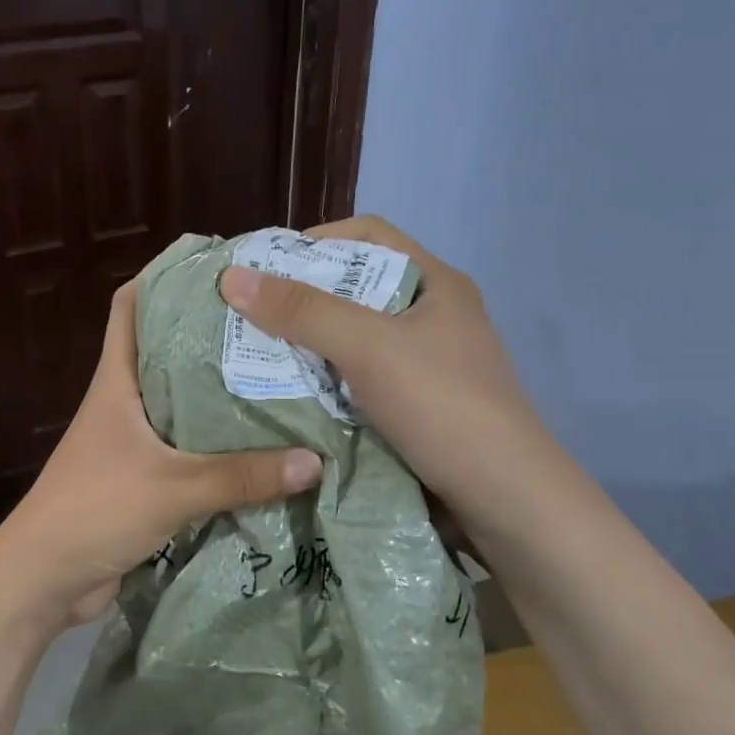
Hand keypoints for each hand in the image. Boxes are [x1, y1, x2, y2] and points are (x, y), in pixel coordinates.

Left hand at [0, 280, 322, 639]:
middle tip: (272, 324)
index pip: (130, 307)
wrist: (45, 580)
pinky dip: (219, 446)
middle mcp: (124, 403)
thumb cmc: (95, 510)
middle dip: (212, 335)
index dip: (163, 276)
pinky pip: (189, 451)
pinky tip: (263, 446)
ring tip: (280, 377)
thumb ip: (242, 476)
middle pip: (167, 352)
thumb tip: (314, 461)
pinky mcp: (144, 480)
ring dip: (220, 395)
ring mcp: (133, 443)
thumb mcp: (173, 488)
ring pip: (182, 404)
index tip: (216, 264)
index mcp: (116, 382)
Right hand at [217, 215, 541, 510]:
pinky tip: (291, 395)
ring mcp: (427, 367)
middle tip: (249, 314)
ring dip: (309, 346)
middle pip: (357, 289)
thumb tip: (232, 277)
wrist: (502, 499)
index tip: (265, 266)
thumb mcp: (368, 347)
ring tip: (258, 354)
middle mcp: (433, 318)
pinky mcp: (416, 409)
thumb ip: (302, 311)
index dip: (316, 240)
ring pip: (355, 341)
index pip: (369, 235)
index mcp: (435, 284)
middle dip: (302, 298)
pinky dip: (325, 384)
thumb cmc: (440, 405)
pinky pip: (359, 382)